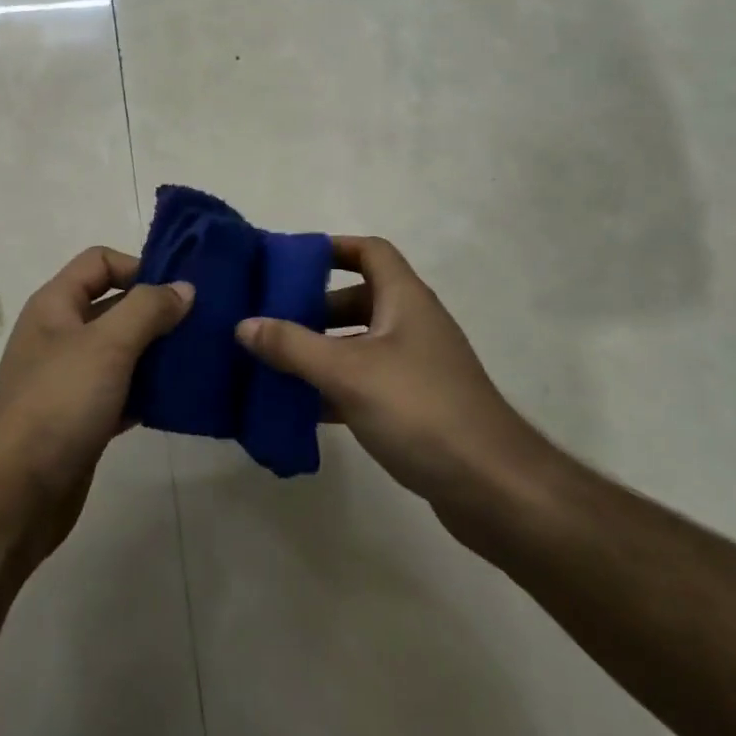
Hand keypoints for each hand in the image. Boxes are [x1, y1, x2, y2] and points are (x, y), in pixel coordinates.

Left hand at [0, 247, 191, 539]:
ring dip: (159, 353)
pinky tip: (180, 399)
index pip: (100, 262)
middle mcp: (62, 335)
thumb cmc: (58, 403)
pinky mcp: (84, 419)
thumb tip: (184, 288)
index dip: (139, 266)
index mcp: (56, 305)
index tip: (180, 290)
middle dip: (158, 312)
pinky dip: (149, 392)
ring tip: (202, 359)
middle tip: (205, 325)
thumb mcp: (106, 344)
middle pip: (116, 306)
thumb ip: (147, 309)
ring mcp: (72, 380)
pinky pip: (124, 392)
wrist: (13, 494)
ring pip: (123, 352)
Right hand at [236, 236, 559, 537]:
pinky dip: (334, 389)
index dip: (332, 248)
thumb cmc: (420, 409)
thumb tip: (244, 324)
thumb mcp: (348, 372)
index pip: (370, 252)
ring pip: (359, 345)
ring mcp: (416, 368)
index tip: (289, 263)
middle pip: (359, 299)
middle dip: (314, 307)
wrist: (492, 487)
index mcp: (405, 300)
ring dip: (320, 351)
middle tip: (270, 319)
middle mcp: (412, 326)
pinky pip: (365, 384)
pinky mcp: (414, 407)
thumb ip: (293, 346)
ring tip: (273, 362)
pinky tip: (299, 408)